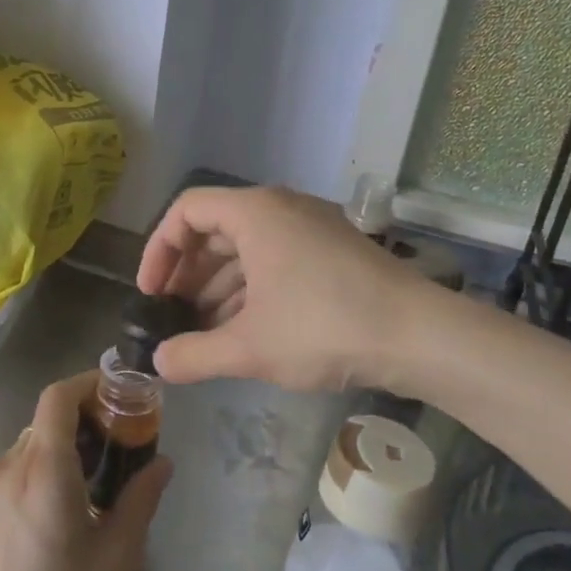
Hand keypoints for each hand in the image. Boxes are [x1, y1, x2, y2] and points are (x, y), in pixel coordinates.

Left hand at [0, 373, 171, 570]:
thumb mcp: (117, 558)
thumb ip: (141, 499)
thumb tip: (162, 463)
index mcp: (42, 469)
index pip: (58, 396)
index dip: (88, 383)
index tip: (119, 394)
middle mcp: (6, 467)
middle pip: (45, 420)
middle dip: (83, 420)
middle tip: (118, 445)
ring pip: (28, 446)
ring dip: (61, 448)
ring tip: (94, 482)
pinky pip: (11, 472)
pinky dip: (39, 470)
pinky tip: (59, 511)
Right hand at [137, 184, 427, 392]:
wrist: (420, 335)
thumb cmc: (324, 327)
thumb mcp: (250, 347)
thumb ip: (194, 355)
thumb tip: (158, 363)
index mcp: (255, 212)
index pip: (186, 211)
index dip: (159, 250)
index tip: (150, 293)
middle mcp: (281, 207)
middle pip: (215, 229)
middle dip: (188, 273)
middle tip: (172, 314)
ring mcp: (311, 227)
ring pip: (247, 247)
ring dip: (218, 285)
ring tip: (203, 330)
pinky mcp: (333, 250)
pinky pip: (275, 259)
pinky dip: (251, 288)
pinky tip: (244, 328)